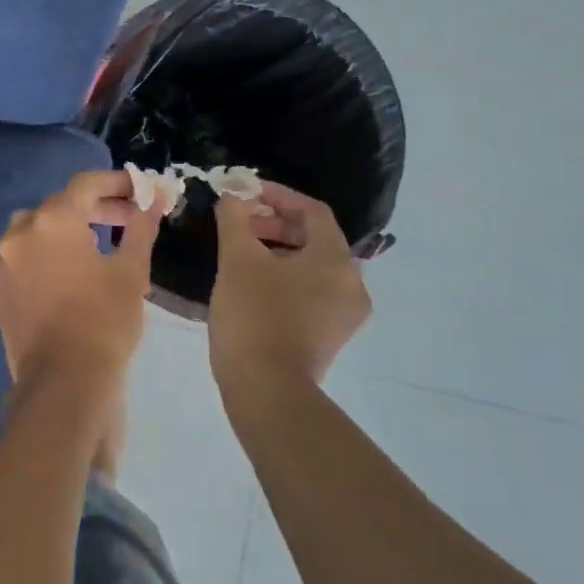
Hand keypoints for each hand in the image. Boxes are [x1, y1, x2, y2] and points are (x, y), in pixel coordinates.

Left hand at [0, 170, 164, 391]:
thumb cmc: (104, 322)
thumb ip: (141, 227)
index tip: (142, 190)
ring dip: (70, 227)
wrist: (62, 384)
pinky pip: (28, 256)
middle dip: (98, 206)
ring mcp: (6, 262)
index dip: (117, 182)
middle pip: (62, 204)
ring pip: (39, 228)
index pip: (86, 183)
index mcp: (53, 220)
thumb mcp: (131, 271)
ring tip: (102, 244)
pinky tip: (75, 274)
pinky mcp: (1, 289)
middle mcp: (22, 232)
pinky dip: (51, 253)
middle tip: (131, 218)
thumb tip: (157, 199)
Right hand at [209, 181, 372, 394]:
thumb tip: (232, 196)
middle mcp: (351, 283)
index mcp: (336, 260)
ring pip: (313, 266)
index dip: (278, 195)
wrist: (267, 391)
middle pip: (315, 238)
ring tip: (242, 251)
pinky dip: (287, 277)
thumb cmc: (254, 316)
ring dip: (279, 250)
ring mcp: (345, 314)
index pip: (313, 211)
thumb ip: (235, 218)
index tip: (246, 192)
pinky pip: (312, 291)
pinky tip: (254, 282)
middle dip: (275, 223)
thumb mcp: (237, 259)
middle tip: (240, 222)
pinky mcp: (331, 336)